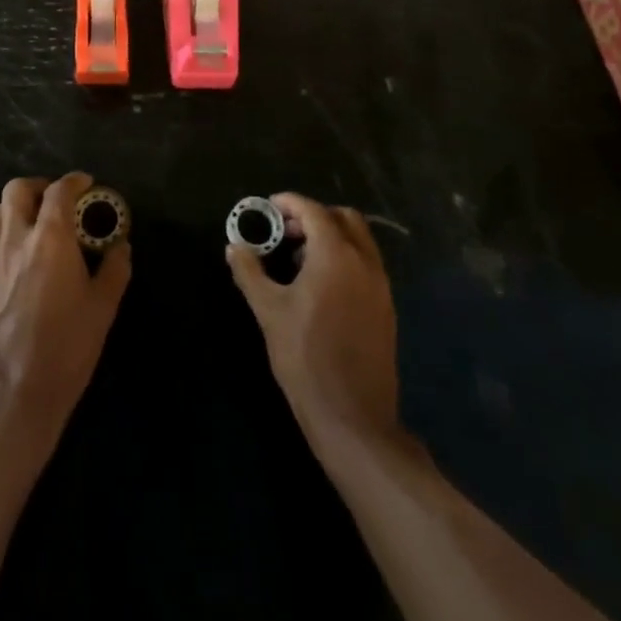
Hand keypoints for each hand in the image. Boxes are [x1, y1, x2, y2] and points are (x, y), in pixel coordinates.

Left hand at [0, 172, 130, 451]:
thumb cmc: (66, 349)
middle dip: (39, 187)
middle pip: (17, 190)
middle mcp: (14, 240)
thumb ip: (115, 270)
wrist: (12, 395)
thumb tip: (121, 247)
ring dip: (19, 208)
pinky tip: (23, 264)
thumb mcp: (103, 309)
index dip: (74, 181)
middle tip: (58, 202)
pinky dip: (8, 237)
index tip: (87, 185)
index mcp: (49, 239)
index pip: (58, 191)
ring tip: (39, 227)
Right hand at [227, 193, 399, 451]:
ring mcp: (380, 286)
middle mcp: (364, 262)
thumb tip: (234, 246)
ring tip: (299, 259)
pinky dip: (345, 258)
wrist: (353, 417)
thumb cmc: (305, 357)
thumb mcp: (268, 311)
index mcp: (336, 255)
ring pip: (360, 241)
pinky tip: (320, 286)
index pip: (314, 211)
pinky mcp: (386, 308)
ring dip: (332, 236)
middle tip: (286, 232)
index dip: (290, 203)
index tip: (269, 206)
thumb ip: (250, 272)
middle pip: (344, 218)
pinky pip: (367, 265)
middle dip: (314, 216)